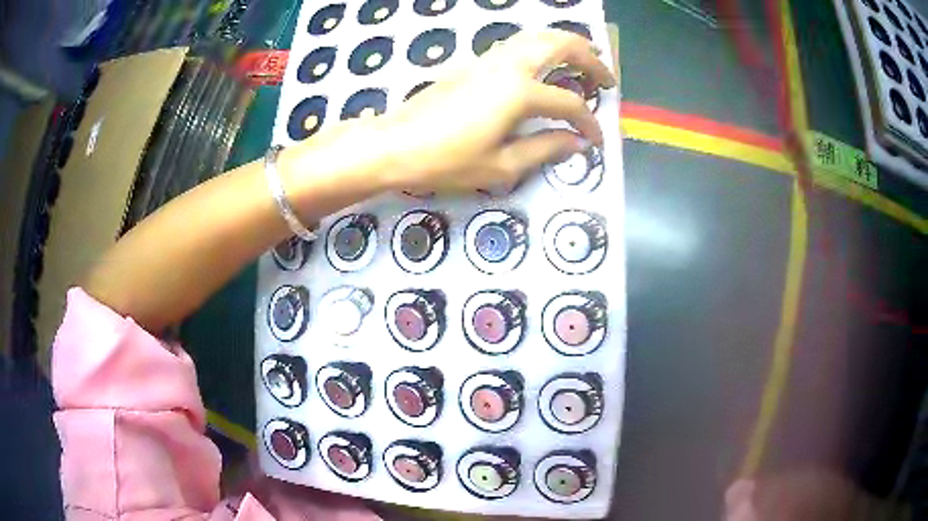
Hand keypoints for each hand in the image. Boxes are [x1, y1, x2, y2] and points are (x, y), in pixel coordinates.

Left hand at [371, 29, 615, 192]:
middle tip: (606, 77)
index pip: (569, 103)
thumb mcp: (501, 166)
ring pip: (537, 36)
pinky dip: (540, 46)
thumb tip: (576, 143)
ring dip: (566, 44)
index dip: (588, 121)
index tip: (596, 138)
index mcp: (519, 93)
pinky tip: (545, 62)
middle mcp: (508, 66)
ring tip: (584, 60)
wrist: (394, 144)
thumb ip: (545, 149)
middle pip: (559, 45)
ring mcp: (488, 58)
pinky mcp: (473, 61)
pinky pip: (517, 43)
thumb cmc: (445, 161)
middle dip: (590, 58)